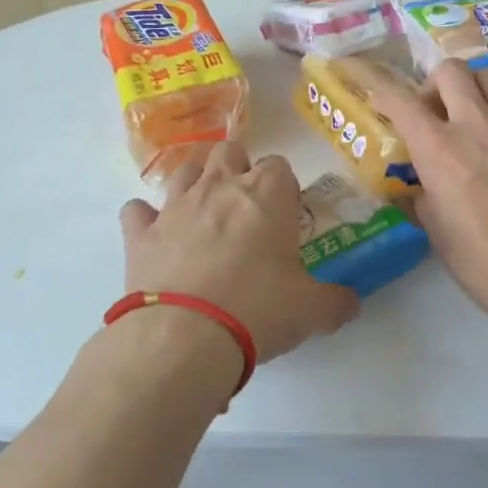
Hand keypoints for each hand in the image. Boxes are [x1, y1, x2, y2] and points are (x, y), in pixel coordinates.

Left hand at [119, 141, 357, 363]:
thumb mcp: (312, 310)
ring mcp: (175, 206)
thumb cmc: (258, 309)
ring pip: (184, 170)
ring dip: (195, 183)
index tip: (285, 217)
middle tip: (246, 210)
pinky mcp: (140, 233)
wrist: (184, 336)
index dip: (283, 188)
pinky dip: (146, 219)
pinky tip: (156, 238)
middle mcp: (220, 186)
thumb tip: (351, 303)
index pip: (279, 165)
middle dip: (238, 170)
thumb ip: (336, 301)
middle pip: (229, 151)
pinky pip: (137, 210)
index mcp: (267, 194)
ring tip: (204, 215)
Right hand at [370, 60, 487, 330]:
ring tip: (467, 116)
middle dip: (432, 84)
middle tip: (432, 113)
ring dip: (469, 87)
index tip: (377, 97)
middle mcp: (476, 124)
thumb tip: (419, 187)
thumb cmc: (485, 263)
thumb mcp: (437, 233)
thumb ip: (422, 197)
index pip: (402, 101)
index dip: (383, 92)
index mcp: (440, 150)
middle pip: (450, 70)